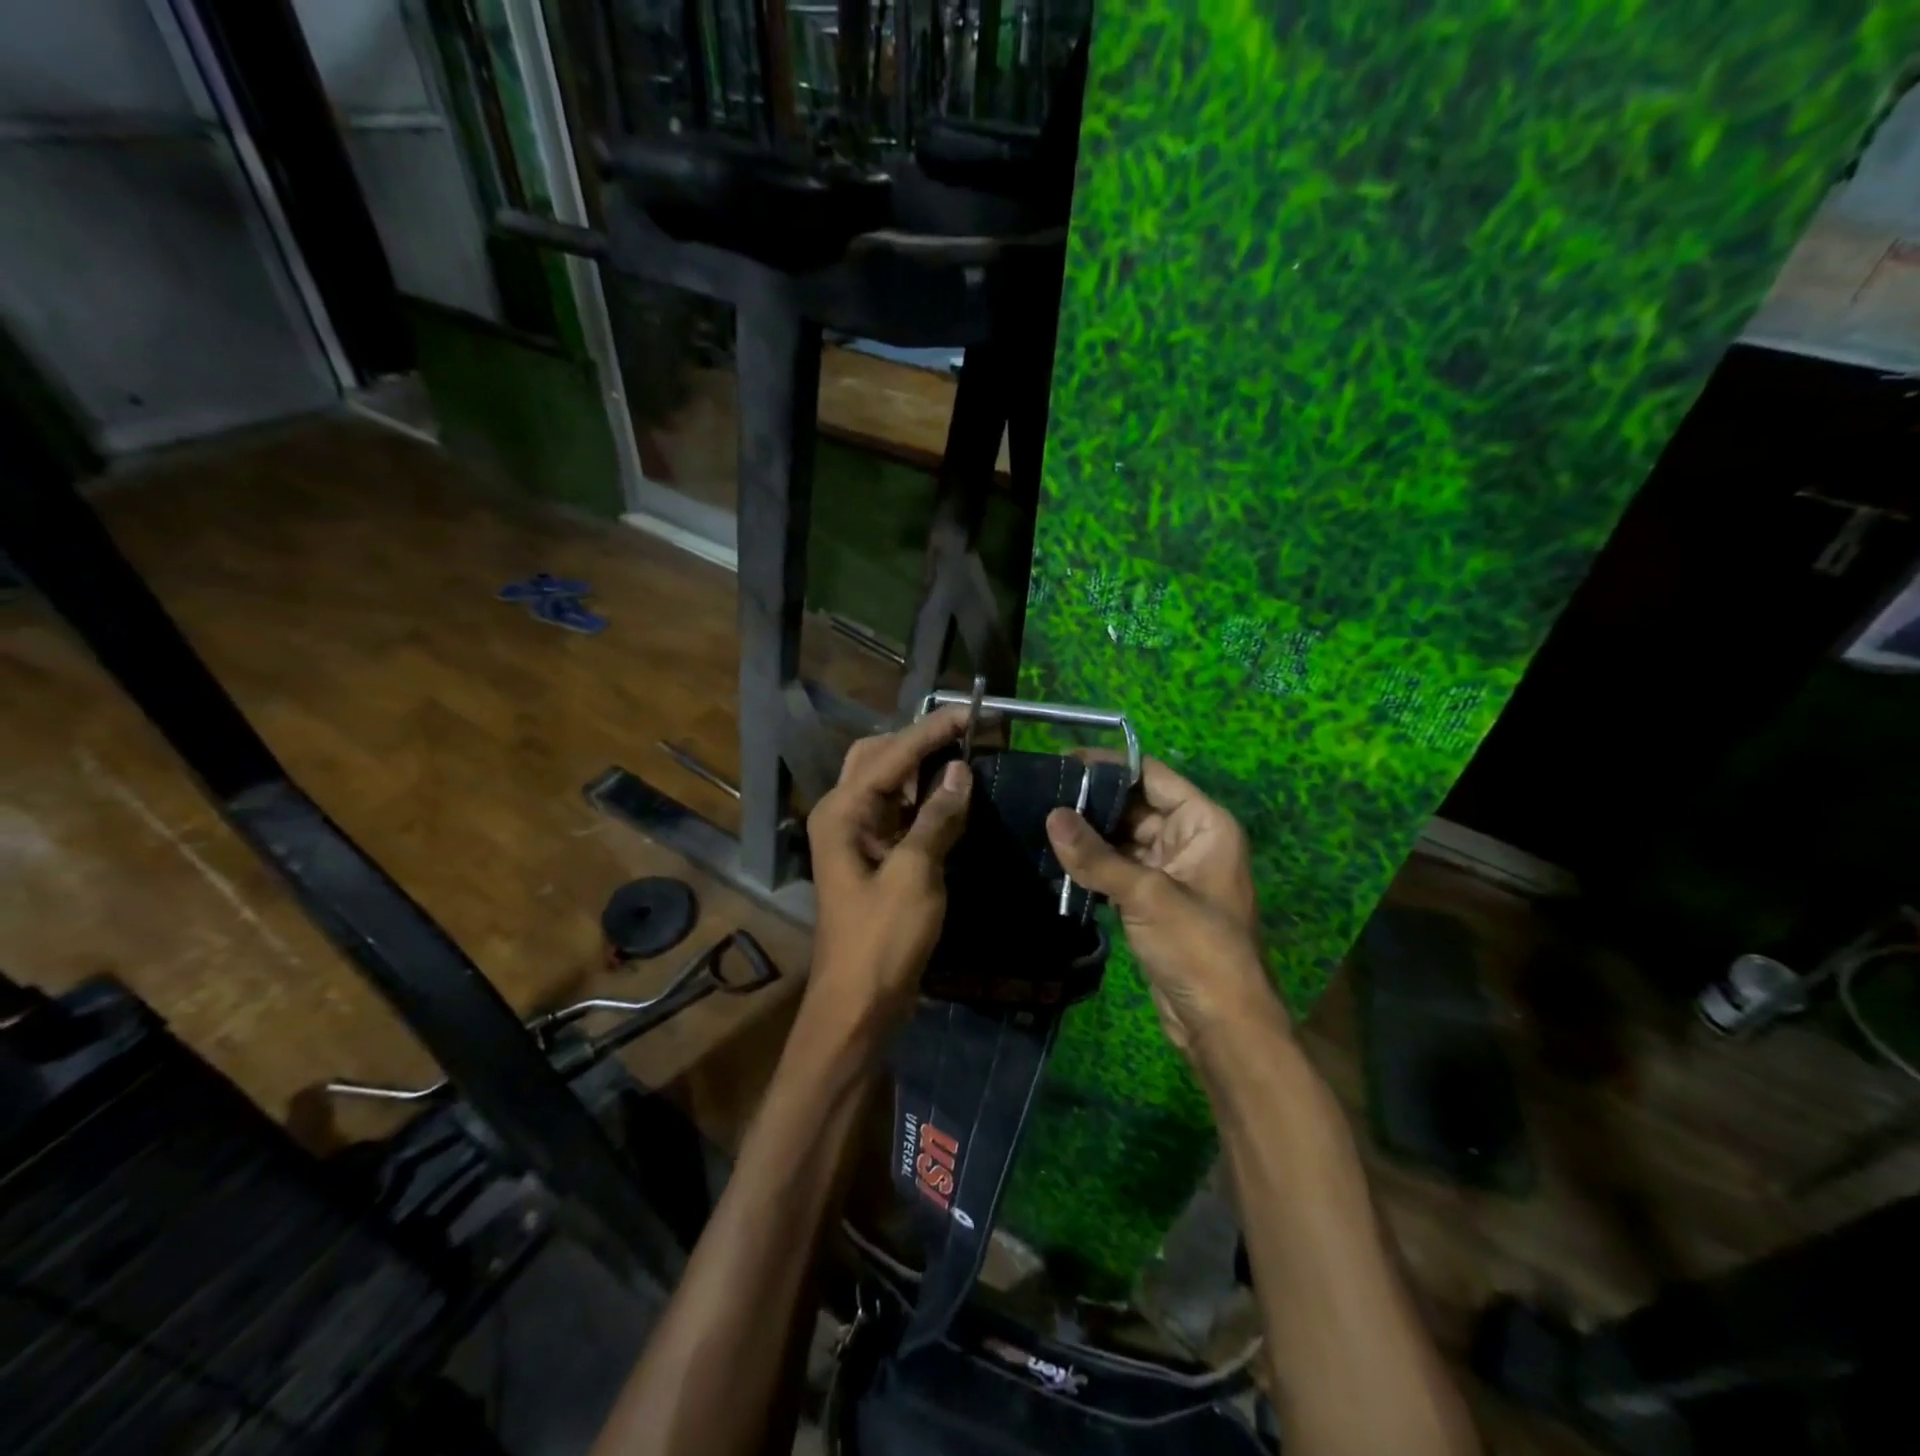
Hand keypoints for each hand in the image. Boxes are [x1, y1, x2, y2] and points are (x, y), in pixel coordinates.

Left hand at [806, 707, 971, 1023]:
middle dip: (921, 740)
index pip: (892, 754)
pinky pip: (899, 812)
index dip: (934, 730)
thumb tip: (960, 771)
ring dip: (924, 767)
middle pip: (879, 757)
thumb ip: (937, 818)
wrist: (859, 1003)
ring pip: (889, 783)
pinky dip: (925, 799)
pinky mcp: (874, 857)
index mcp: (842, 811)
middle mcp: (843, 813)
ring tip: (967, 754)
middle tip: (968, 733)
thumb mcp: (915, 874)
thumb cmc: (882, 939)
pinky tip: (953, 795)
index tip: (975, 713)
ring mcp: (856, 836)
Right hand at [1045, 757, 1280, 1053]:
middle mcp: (1190, 839)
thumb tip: (1051, 815)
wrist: (1221, 1022)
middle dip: (1093, 802)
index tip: (1064, 760)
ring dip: (1089, 835)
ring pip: (1124, 839)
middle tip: (1042, 793)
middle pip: (1136, 806)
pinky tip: (1056, 858)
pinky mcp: (1153, 899)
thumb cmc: (1197, 947)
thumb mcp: (1146, 895)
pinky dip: (1093, 865)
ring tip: (1039, 820)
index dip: (1110, 766)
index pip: (1153, 777)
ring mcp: (1171, 871)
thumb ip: (1096, 856)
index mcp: (1204, 824)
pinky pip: (1120, 868)